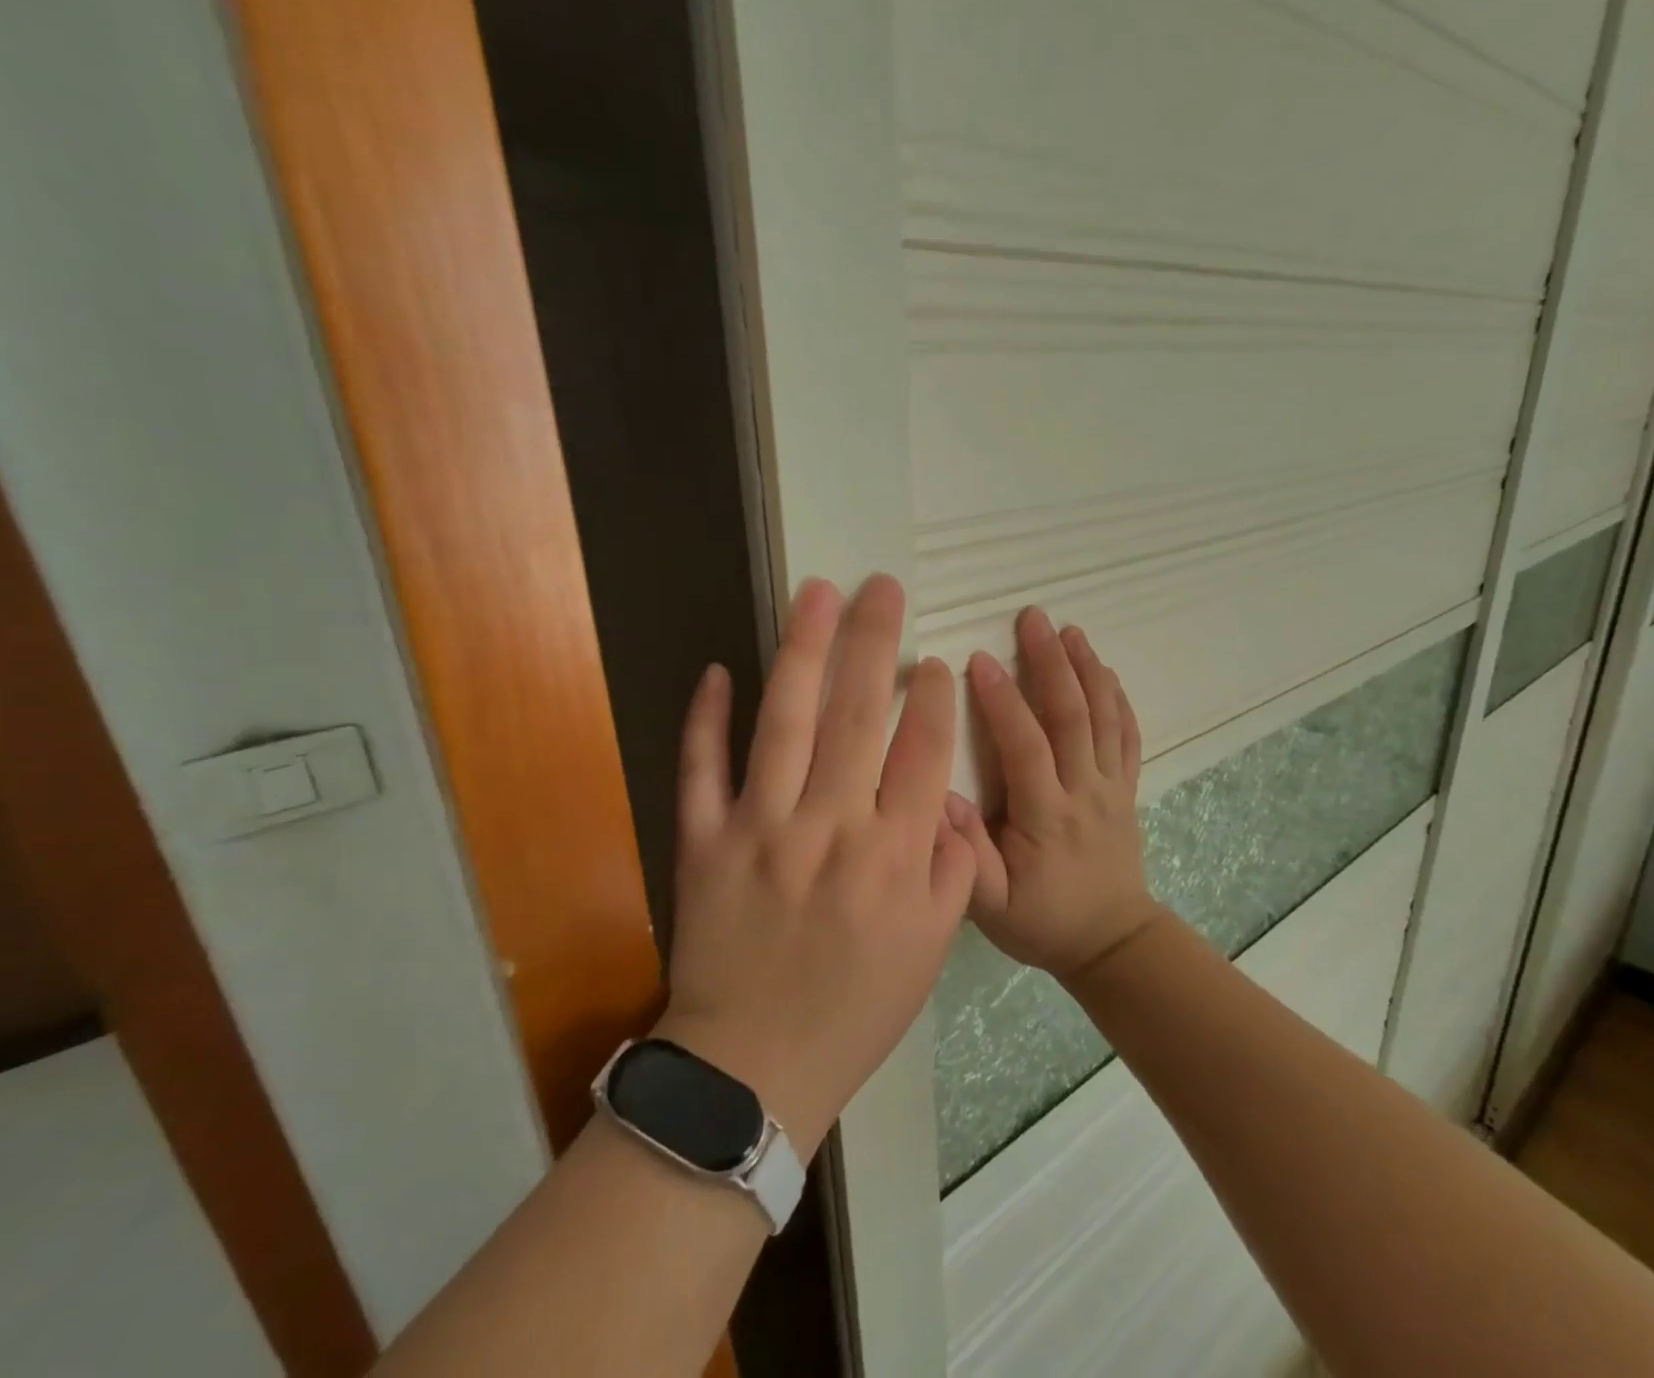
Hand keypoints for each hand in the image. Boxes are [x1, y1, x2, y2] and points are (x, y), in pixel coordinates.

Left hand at [655, 575, 976, 1152]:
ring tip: (817, 595)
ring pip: (785, 723)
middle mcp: (831, 827)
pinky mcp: (703, 843)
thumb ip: (953, 868)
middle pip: (858, 715)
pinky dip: (705, 718)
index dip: (933, 698)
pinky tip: (719, 670)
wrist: (755, 1068)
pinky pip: (701, 769)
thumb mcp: (932, 948)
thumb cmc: (856, 1008)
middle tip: (882, 586)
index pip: (922, 751)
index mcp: (894, 855)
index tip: (934, 660)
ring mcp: (761, 830)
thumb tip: (946, 798)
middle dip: (874, 641)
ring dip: (803, 652)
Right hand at [947, 607, 1160, 982]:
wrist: (1112, 943)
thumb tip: (939, 798)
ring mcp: (1112, 787)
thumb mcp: (990, 906)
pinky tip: (1106, 670)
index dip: (1003, 700)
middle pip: (1072, 716)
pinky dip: (1118, 698)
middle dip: (1051, 662)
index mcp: (1046, 816)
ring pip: (1104, 718)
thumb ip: (965, 856)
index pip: (1026, 746)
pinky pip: (1128, 736)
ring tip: (1070, 629)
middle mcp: (1084, 791)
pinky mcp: (1127, 789)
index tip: (979, 659)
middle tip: (1033, 617)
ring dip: (1087, 669)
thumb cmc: (1043, 921)